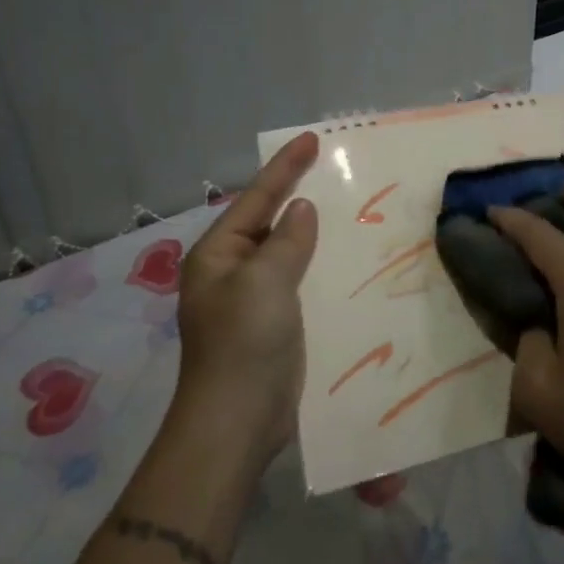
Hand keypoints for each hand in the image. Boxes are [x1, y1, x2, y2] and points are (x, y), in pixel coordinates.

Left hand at [171, 132, 319, 465]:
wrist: (235, 424)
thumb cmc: (244, 343)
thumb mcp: (265, 282)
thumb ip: (287, 241)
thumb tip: (301, 208)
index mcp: (218, 254)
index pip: (257, 198)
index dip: (285, 167)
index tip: (313, 138)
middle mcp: (231, 271)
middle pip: (269, 220)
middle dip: (297, 193)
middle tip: (332, 167)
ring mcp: (251, 299)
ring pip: (286, 250)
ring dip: (312, 230)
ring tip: (345, 205)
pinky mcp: (272, 324)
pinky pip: (298, 279)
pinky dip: (318, 263)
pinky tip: (344, 257)